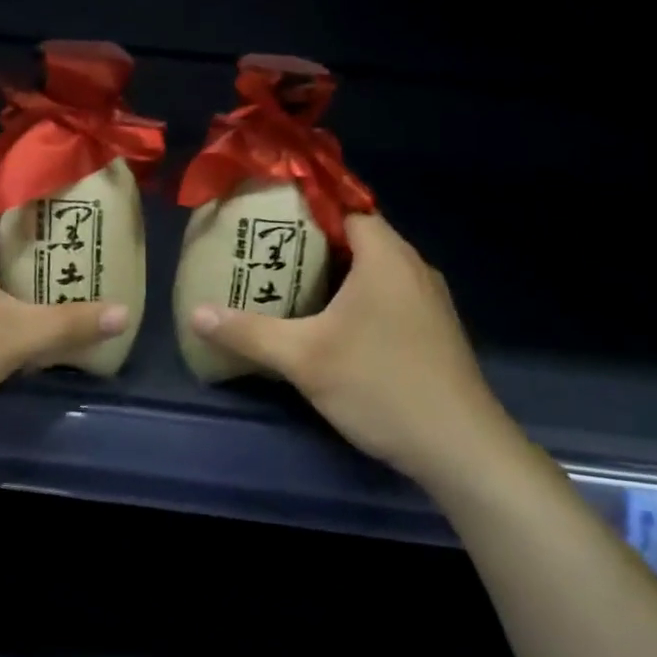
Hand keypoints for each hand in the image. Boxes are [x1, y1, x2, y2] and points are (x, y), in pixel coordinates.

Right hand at [189, 213, 527, 491]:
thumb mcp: (303, 358)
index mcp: (386, 257)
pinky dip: (355, 298)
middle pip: (357, 238)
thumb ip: (247, 332)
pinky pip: (387, 295)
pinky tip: (327, 324)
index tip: (266, 219)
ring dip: (334, 274)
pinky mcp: (432, 330)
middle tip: (265, 254)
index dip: (305, 209)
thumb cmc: (380, 385)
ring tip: (286, 284)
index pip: (345, 208)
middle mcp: (412, 268)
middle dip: (311, 243)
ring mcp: (427, 300)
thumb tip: (196, 314)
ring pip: (373, 270)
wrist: (460, 447)